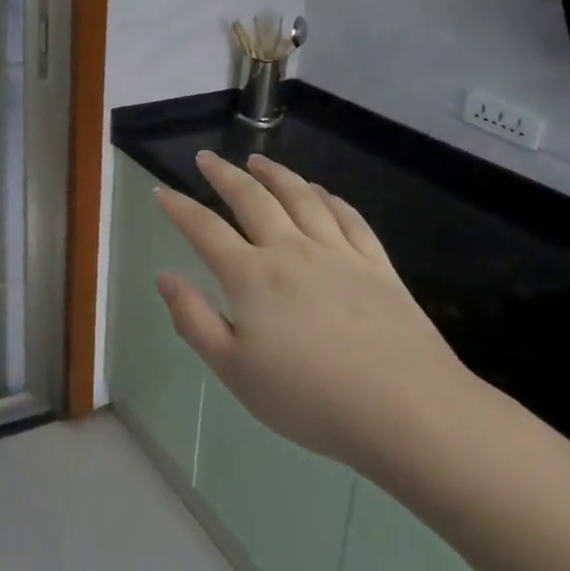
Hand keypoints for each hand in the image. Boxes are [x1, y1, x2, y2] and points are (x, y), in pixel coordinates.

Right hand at [154, 151, 474, 476]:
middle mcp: (291, 251)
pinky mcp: (377, 265)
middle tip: (207, 158)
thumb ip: (193, 319)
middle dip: (224, 175)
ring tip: (257, 160)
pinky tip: (320, 192)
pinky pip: (348, 217)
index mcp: (251, 276)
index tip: (162, 191)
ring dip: (275, 174)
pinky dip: (328, 197)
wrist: (407, 411)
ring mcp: (338, 253)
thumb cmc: (309, 398)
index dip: (179, 208)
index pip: (204, 229)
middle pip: (252, 199)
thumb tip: (165, 276)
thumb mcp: (233, 370)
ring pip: (300, 197)